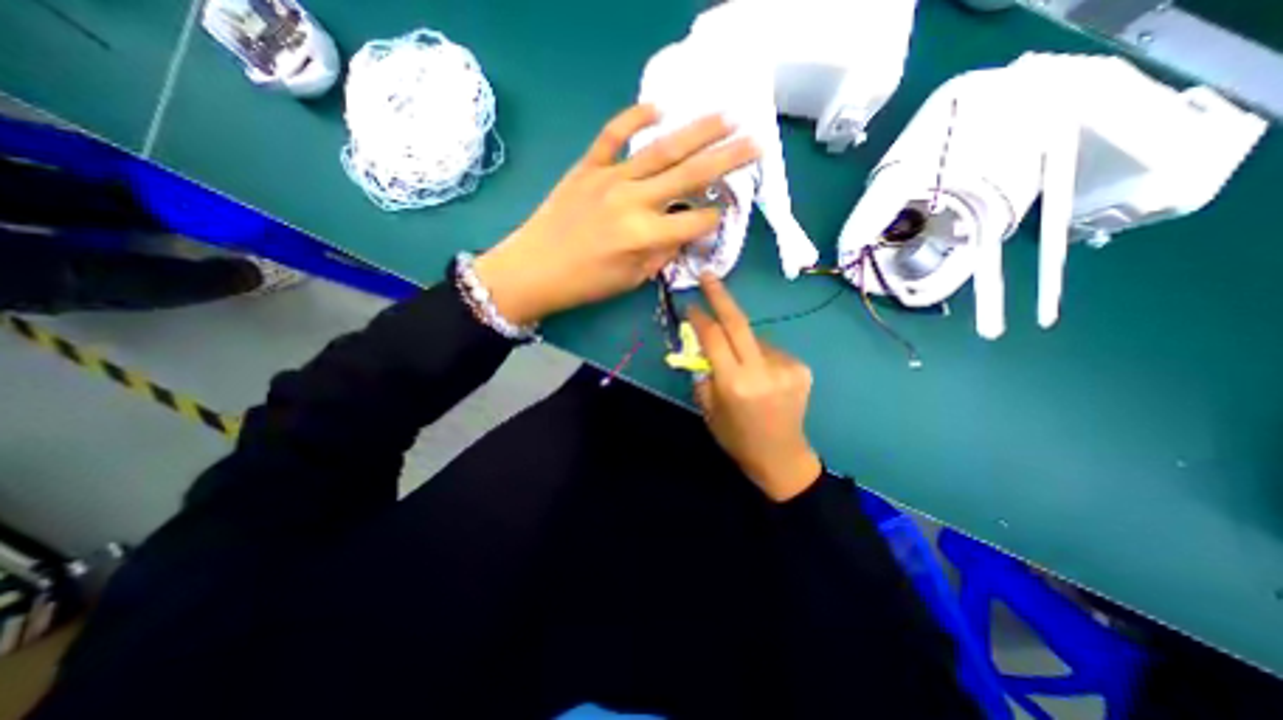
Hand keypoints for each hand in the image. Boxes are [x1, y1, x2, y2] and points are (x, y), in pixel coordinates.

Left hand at [473, 104, 754, 322]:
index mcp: (644, 235)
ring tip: (725, 117)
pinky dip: (634, 117)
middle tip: (755, 143)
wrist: (534, 269)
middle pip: (689, 176)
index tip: (722, 214)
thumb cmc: (585, 283)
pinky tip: (657, 108)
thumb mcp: (631, 279)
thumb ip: (661, 254)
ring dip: (696, 132)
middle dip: (727, 160)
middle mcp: (633, 200)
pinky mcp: (587, 167)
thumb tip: (682, 234)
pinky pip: (612, 134)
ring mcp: (609, 178)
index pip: (695, 220)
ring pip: (661, 149)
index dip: (714, 218)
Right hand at [693, 272, 820, 502]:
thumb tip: (701, 345)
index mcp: (734, 384)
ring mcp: (786, 367)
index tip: (690, 305)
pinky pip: (771, 350)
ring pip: (754, 339)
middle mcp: (761, 371)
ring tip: (740, 366)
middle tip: (708, 275)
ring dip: (741, 343)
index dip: (700, 318)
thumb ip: (704, 372)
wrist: (781, 456)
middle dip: (720, 296)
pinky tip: (761, 375)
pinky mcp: (801, 368)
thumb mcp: (709, 408)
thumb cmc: (737, 437)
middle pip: (738, 323)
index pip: (713, 338)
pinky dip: (759, 355)